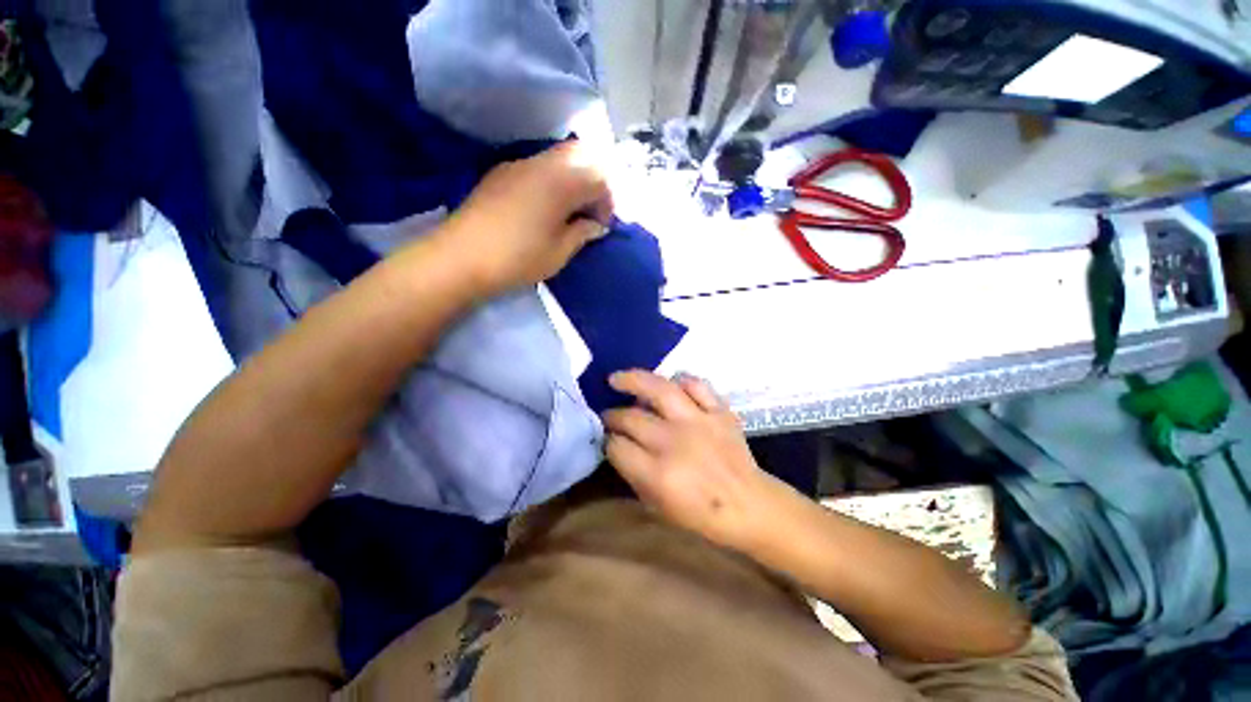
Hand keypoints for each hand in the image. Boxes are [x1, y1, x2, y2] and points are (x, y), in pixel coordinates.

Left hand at [438, 141, 612, 294]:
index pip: (599, 177)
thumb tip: (596, 225)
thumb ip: (582, 233)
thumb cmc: (518, 258)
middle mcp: (541, 164)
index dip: (607, 201)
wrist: (460, 258)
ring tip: (569, 213)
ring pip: (558, 158)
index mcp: (560, 182)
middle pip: (581, 155)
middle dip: (593, 182)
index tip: (602, 227)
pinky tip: (544, 208)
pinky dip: (552, 181)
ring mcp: (517, 165)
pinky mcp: (501, 174)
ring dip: (572, 180)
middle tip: (589, 213)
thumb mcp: (559, 252)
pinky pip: (537, 167)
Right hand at [603, 371, 799, 550]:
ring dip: (633, 380)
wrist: (749, 505)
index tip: (606, 438)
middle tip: (608, 415)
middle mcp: (674, 441)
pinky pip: (696, 385)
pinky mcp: (718, 411)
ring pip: (659, 389)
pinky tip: (669, 383)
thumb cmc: (700, 513)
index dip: (607, 441)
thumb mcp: (657, 505)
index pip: (618, 446)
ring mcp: (698, 421)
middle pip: (631, 418)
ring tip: (617, 379)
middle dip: (613, 416)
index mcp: (658, 473)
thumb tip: (617, 445)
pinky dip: (681, 380)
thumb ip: (633, 473)